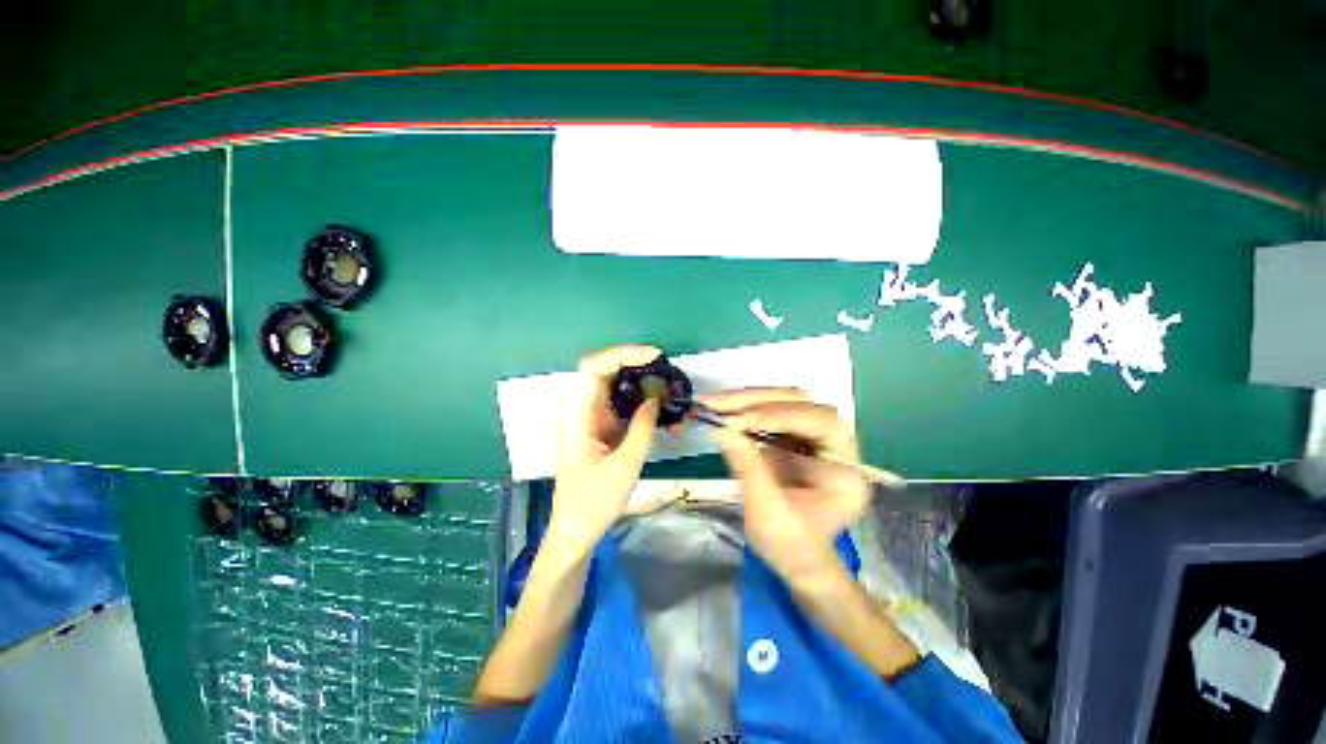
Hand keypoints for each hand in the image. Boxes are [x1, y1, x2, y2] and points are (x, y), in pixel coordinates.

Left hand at [544, 345, 661, 560]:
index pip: (592, 368)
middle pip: (603, 371)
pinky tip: (657, 406)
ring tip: (665, 386)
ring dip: (638, 381)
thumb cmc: (595, 501)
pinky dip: (637, 399)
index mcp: (576, 416)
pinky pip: (617, 403)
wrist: (576, 529)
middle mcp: (578, 410)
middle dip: (634, 364)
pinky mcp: (597, 426)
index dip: (621, 355)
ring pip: (612, 385)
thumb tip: (656, 399)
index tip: (653, 356)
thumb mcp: (625, 465)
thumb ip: (643, 428)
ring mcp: (587, 417)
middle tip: (664, 368)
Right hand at [702, 388, 868, 582]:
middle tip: (716, 404)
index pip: (822, 422)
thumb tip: (724, 429)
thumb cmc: (791, 546)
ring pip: (782, 400)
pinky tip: (721, 410)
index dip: (782, 415)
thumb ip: (749, 469)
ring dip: (745, 399)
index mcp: (845, 467)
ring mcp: (811, 436)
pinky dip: (742, 408)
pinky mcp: (791, 435)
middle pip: (800, 402)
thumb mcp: (768, 514)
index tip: (742, 420)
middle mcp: (834, 443)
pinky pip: (768, 411)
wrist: (797, 560)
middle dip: (756, 401)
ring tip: (712, 404)